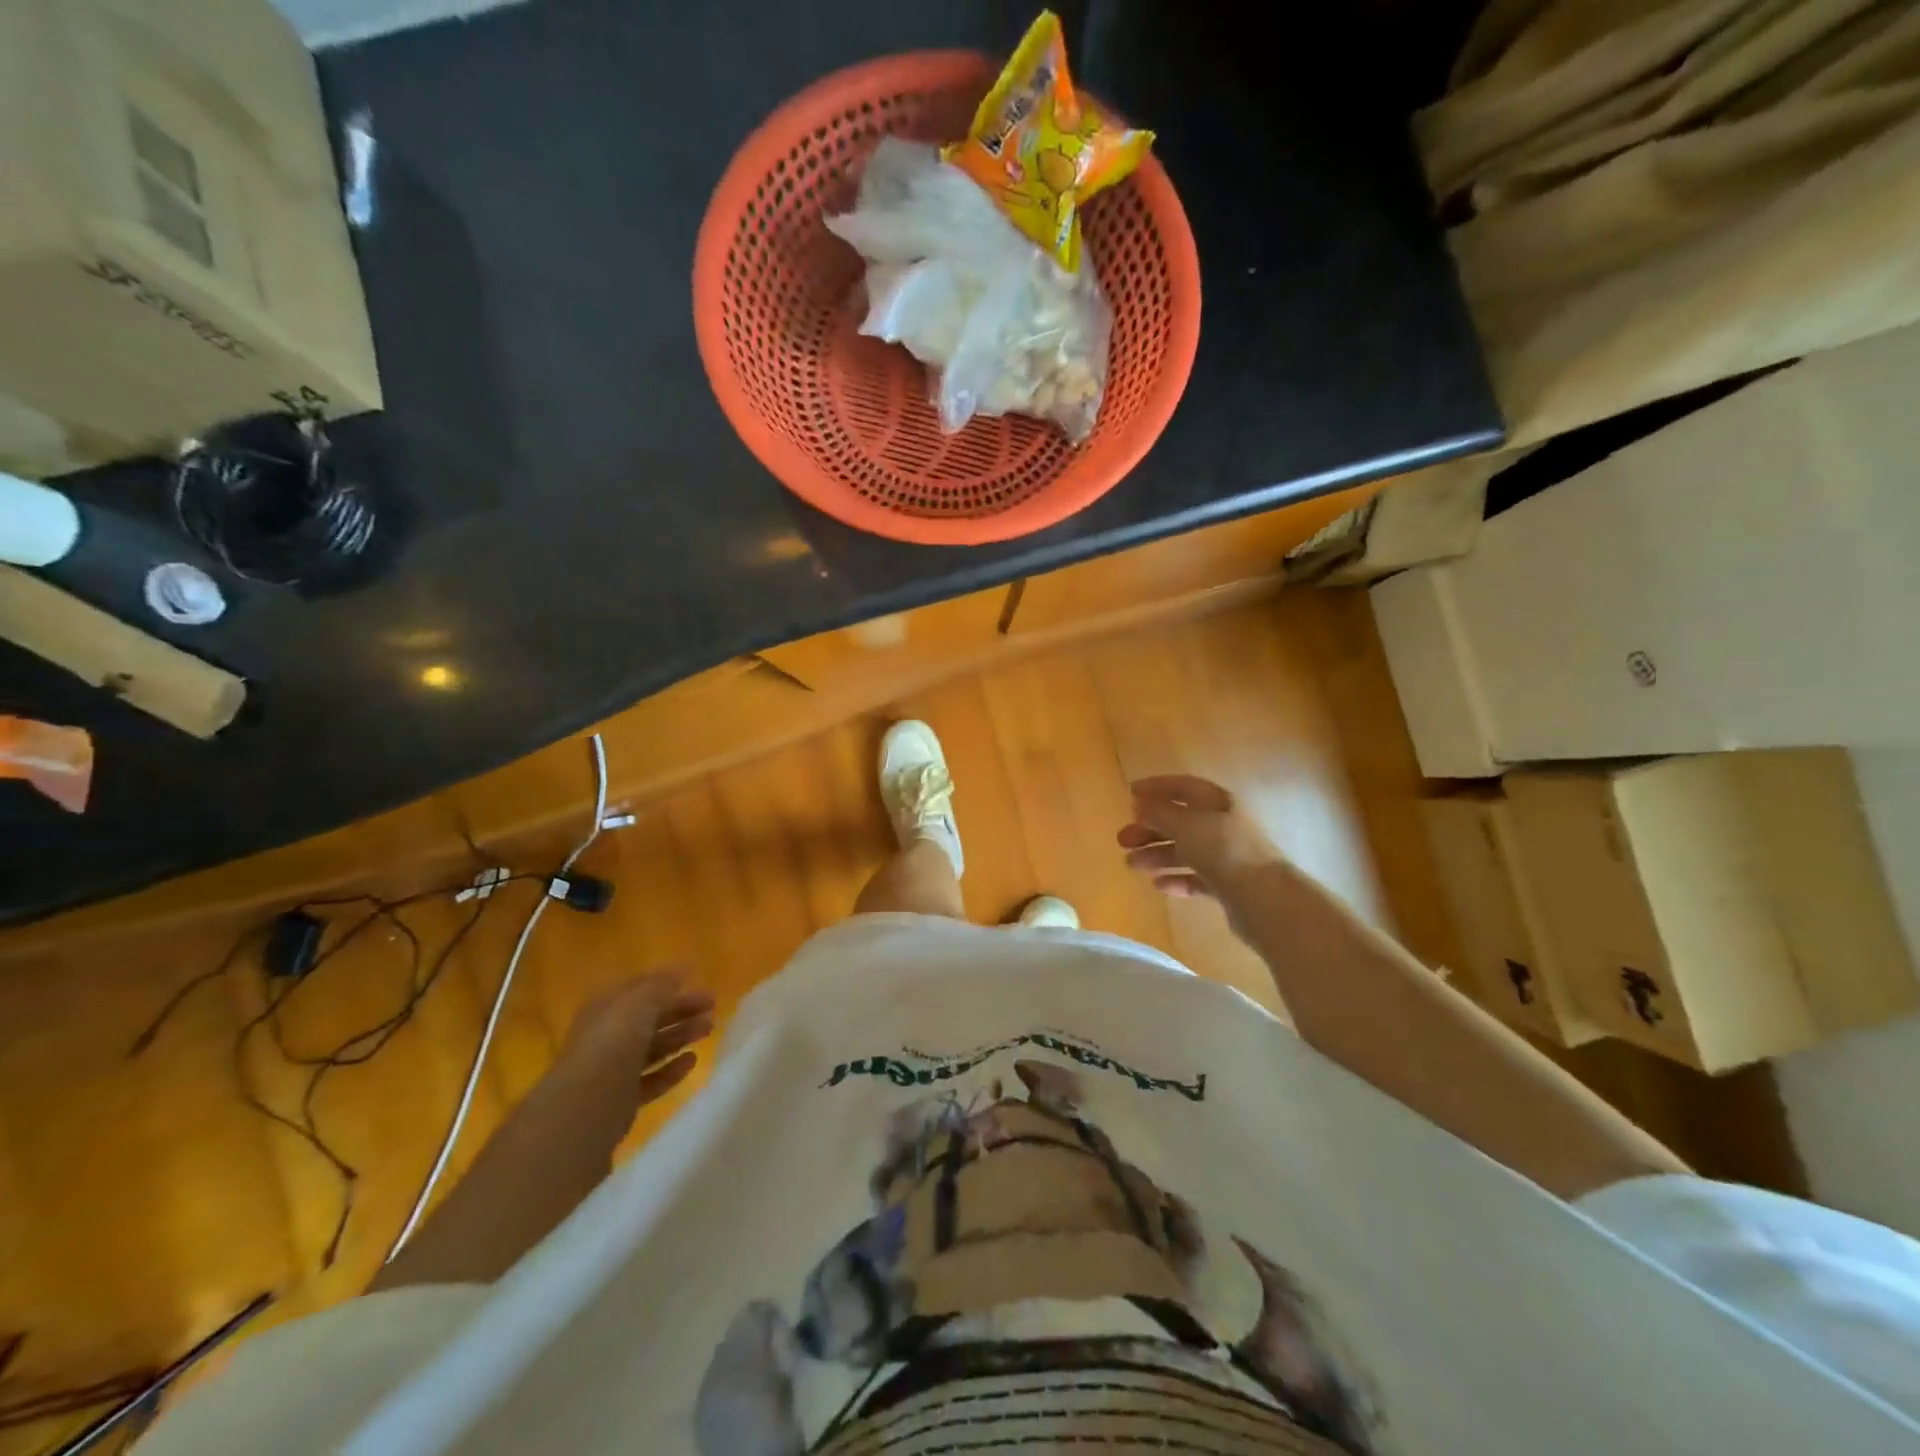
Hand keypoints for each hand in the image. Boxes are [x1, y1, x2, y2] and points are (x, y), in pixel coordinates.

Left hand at [561, 969, 715, 1105]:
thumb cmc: (612, 1046)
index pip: (638, 988)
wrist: (584, 1109)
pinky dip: (672, 1069)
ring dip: (681, 1035)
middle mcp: (606, 1036)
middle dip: (680, 1009)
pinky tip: (692, 1061)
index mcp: (605, 1008)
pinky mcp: (621, 1099)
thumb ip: (660, 986)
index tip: (696, 978)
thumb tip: (680, 971)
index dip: (666, 981)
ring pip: (653, 1047)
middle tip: (712, 1004)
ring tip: (709, 1028)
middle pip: (648, 1018)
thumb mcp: (638, 1005)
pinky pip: (651, 1079)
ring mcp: (613, 1069)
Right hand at [1118, 775, 1281, 900]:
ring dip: (1156, 854)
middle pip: (1180, 821)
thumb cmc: (1223, 851)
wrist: (1264, 899)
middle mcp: (1223, 825)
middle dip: (1149, 828)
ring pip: (1184, 850)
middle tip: (1122, 840)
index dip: (1156, 788)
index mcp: (1218, 803)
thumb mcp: (1185, 825)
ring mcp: (1227, 856)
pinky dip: (1175, 878)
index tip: (1129, 793)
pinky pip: (1195, 877)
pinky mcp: (1227, 885)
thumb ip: (1159, 813)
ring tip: (1131, 865)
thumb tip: (1139, 804)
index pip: (1183, 787)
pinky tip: (1159, 885)